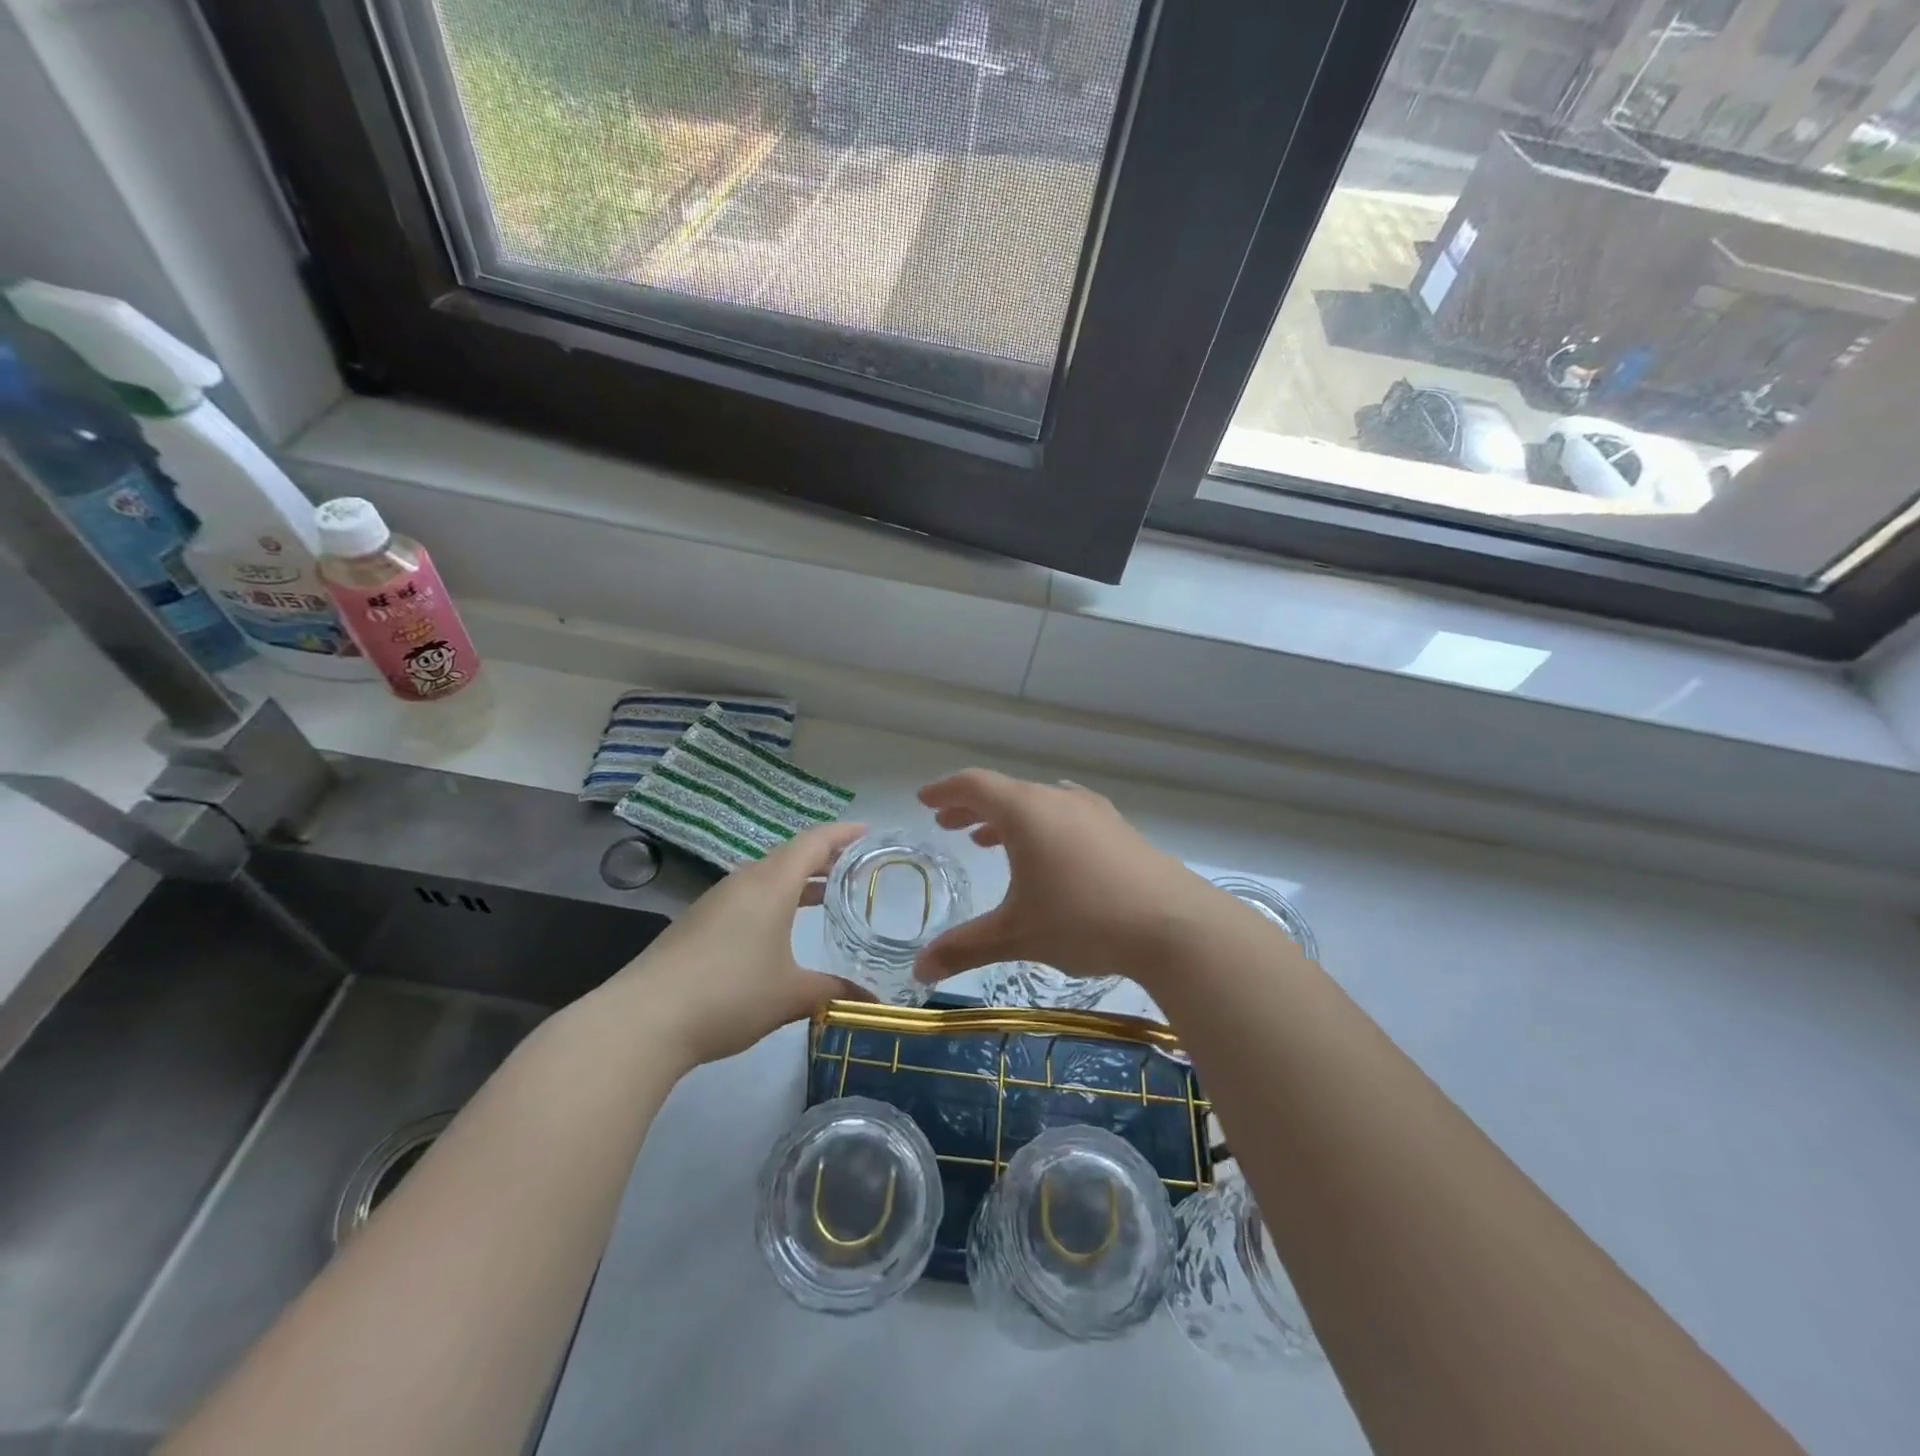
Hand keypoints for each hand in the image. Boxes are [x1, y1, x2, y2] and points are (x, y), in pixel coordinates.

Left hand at [617, 821, 866, 1067]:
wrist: (644, 1019)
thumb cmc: (729, 994)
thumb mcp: (790, 995)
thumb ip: (834, 991)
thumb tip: (872, 1000)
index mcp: (771, 885)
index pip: (814, 843)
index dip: (843, 833)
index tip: (868, 831)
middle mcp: (744, 882)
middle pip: (790, 855)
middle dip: (824, 857)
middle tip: (856, 866)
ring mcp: (717, 900)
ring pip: (767, 875)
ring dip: (797, 878)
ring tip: (825, 893)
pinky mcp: (698, 921)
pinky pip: (748, 894)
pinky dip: (774, 897)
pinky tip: (780, 925)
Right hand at [913, 770, 1215, 990]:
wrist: (1176, 925)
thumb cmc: (1084, 920)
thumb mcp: (1017, 935)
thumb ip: (964, 948)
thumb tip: (918, 970)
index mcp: (1026, 811)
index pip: (974, 785)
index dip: (945, 790)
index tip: (925, 800)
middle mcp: (1058, 800)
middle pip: (1005, 791)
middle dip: (972, 807)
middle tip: (949, 823)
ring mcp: (1094, 812)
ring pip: (1038, 803)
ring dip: (1008, 818)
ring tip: (987, 841)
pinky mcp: (1119, 829)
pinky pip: (1066, 815)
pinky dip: (1041, 827)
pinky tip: (1047, 854)